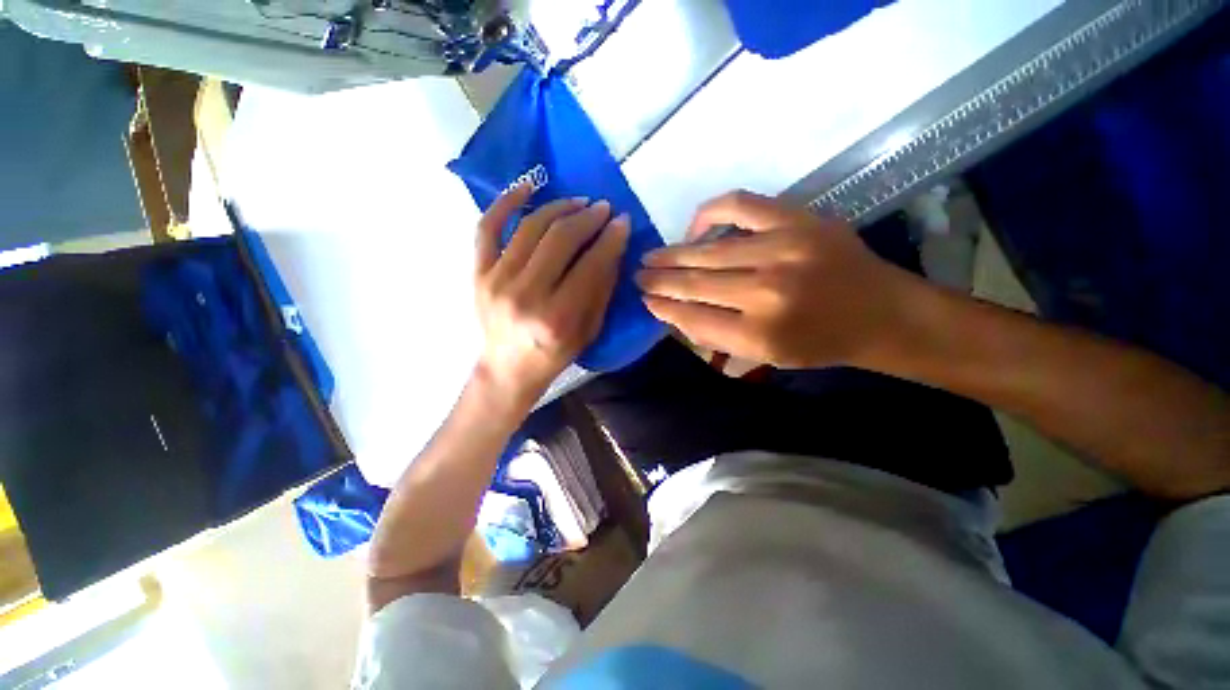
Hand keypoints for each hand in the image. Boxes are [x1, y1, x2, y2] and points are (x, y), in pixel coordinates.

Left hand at [473, 184, 629, 408]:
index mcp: (558, 317)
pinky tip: (528, 186)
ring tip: (578, 202)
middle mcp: (525, 295)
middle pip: (560, 239)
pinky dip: (506, 201)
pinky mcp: (477, 272)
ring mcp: (496, 281)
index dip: (610, 238)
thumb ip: (602, 288)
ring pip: (530, 227)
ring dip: (559, 207)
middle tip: (603, 208)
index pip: (591, 264)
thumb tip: (614, 245)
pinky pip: (487, 227)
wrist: (509, 368)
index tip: (623, 221)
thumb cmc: (555, 355)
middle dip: (588, 218)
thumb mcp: (590, 330)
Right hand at [636, 190, 921, 368]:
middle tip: (636, 277)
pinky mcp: (797, 219)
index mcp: (760, 334)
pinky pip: (739, 206)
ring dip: (673, 255)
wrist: (880, 312)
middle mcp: (766, 292)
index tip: (645, 301)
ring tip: (650, 257)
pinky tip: (693, 227)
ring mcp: (783, 249)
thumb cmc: (820, 343)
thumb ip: (717, 336)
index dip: (664, 308)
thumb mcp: (766, 357)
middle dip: (659, 281)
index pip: (693, 317)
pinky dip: (709, 213)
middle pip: (695, 283)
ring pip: (709, 250)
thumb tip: (675, 312)